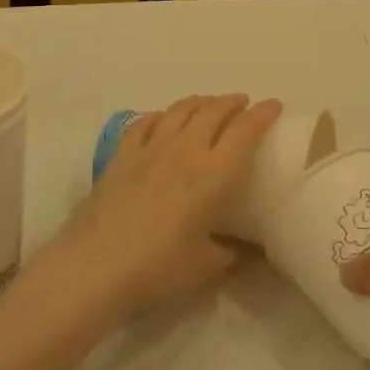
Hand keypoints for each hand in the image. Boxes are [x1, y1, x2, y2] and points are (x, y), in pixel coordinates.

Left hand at [54, 94, 281, 320]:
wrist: (96, 267)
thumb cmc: (158, 267)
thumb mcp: (205, 267)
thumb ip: (229, 254)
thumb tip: (242, 252)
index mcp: (213, 174)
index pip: (244, 131)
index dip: (262, 114)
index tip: (274, 105)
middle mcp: (184, 150)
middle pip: (213, 111)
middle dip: (232, 102)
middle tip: (242, 104)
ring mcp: (150, 148)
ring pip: (180, 109)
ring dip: (200, 102)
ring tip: (209, 105)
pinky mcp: (122, 155)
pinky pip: (146, 122)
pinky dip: (162, 115)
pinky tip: (164, 119)